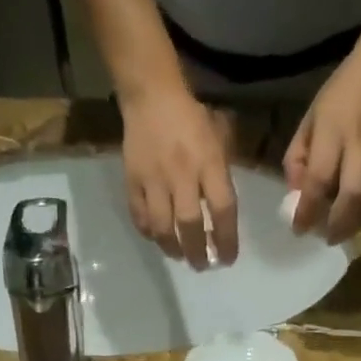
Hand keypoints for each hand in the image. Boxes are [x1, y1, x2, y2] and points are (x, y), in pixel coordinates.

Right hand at [119, 81, 238, 268]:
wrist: (150, 94)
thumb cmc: (191, 118)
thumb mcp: (218, 141)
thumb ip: (221, 178)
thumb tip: (222, 217)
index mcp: (208, 163)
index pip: (222, 210)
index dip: (227, 240)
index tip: (228, 259)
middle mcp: (181, 175)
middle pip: (190, 225)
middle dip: (198, 252)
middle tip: (202, 265)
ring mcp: (154, 179)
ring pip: (162, 227)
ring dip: (172, 248)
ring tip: (179, 256)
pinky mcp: (132, 179)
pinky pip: (139, 215)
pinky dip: (149, 232)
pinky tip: (157, 237)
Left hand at [284, 46, 360, 243]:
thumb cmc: (341, 92)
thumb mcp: (311, 118)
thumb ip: (298, 156)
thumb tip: (294, 194)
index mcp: (333, 133)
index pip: (319, 181)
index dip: (307, 210)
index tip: (298, 229)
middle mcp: (359, 148)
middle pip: (351, 199)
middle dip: (337, 226)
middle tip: (325, 239)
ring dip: (354, 224)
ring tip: (339, 233)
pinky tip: (354, 216)